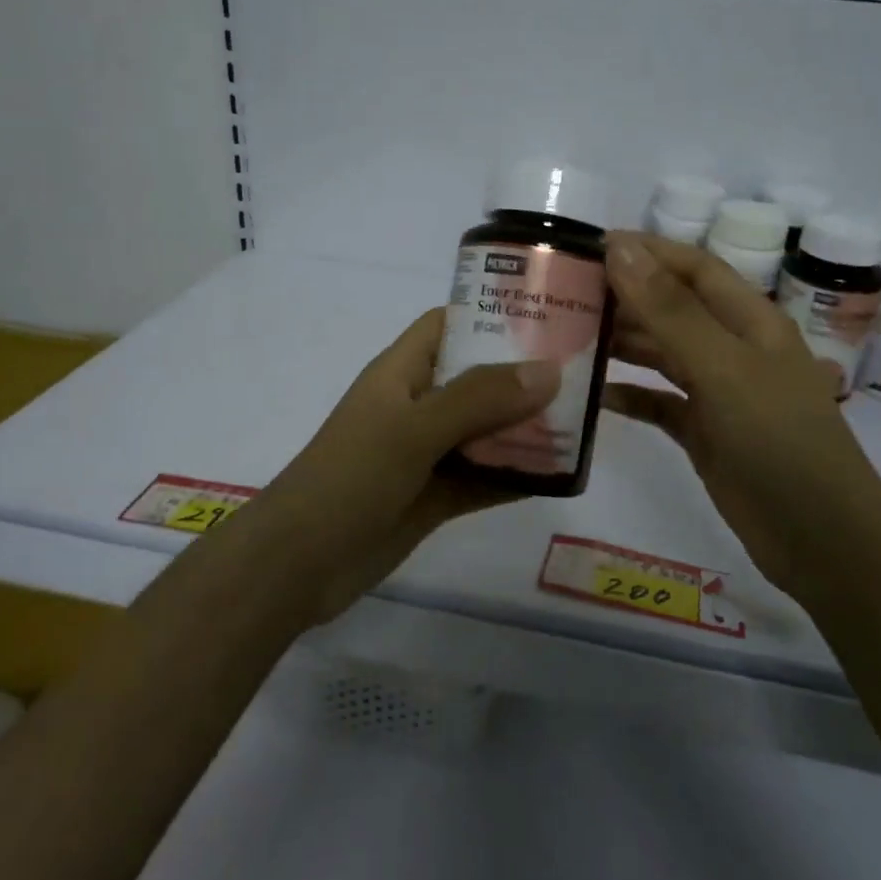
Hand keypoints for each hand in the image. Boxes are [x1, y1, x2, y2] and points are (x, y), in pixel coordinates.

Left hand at [247, 308, 559, 621]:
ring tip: (583, 421)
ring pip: (485, 431)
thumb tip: (549, 370)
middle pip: (477, 377)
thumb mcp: (413, 429)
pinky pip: (484, 477)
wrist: (298, 566)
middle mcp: (417, 405)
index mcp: (402, 372)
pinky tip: (561, 476)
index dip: (491, 313)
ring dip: (525, 429)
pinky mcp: (434, 497)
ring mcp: (426, 453)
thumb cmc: (350, 478)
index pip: (449, 325)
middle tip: (583, 371)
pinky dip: (516, 475)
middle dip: (523, 375)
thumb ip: (479, 399)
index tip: (547, 314)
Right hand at [603, 232, 877, 586]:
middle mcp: (734, 349)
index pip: (694, 268)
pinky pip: (659, 403)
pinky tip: (594, 394)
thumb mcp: (724, 368)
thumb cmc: (778, 440)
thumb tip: (620, 248)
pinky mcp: (705, 433)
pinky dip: (630, 396)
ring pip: (662, 354)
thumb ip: (670, 310)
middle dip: (625, 296)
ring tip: (568, 336)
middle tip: (565, 293)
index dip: (647, 251)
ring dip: (622, 343)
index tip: (589, 245)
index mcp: (750, 321)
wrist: (819, 538)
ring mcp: (719, 393)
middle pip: (673, 309)